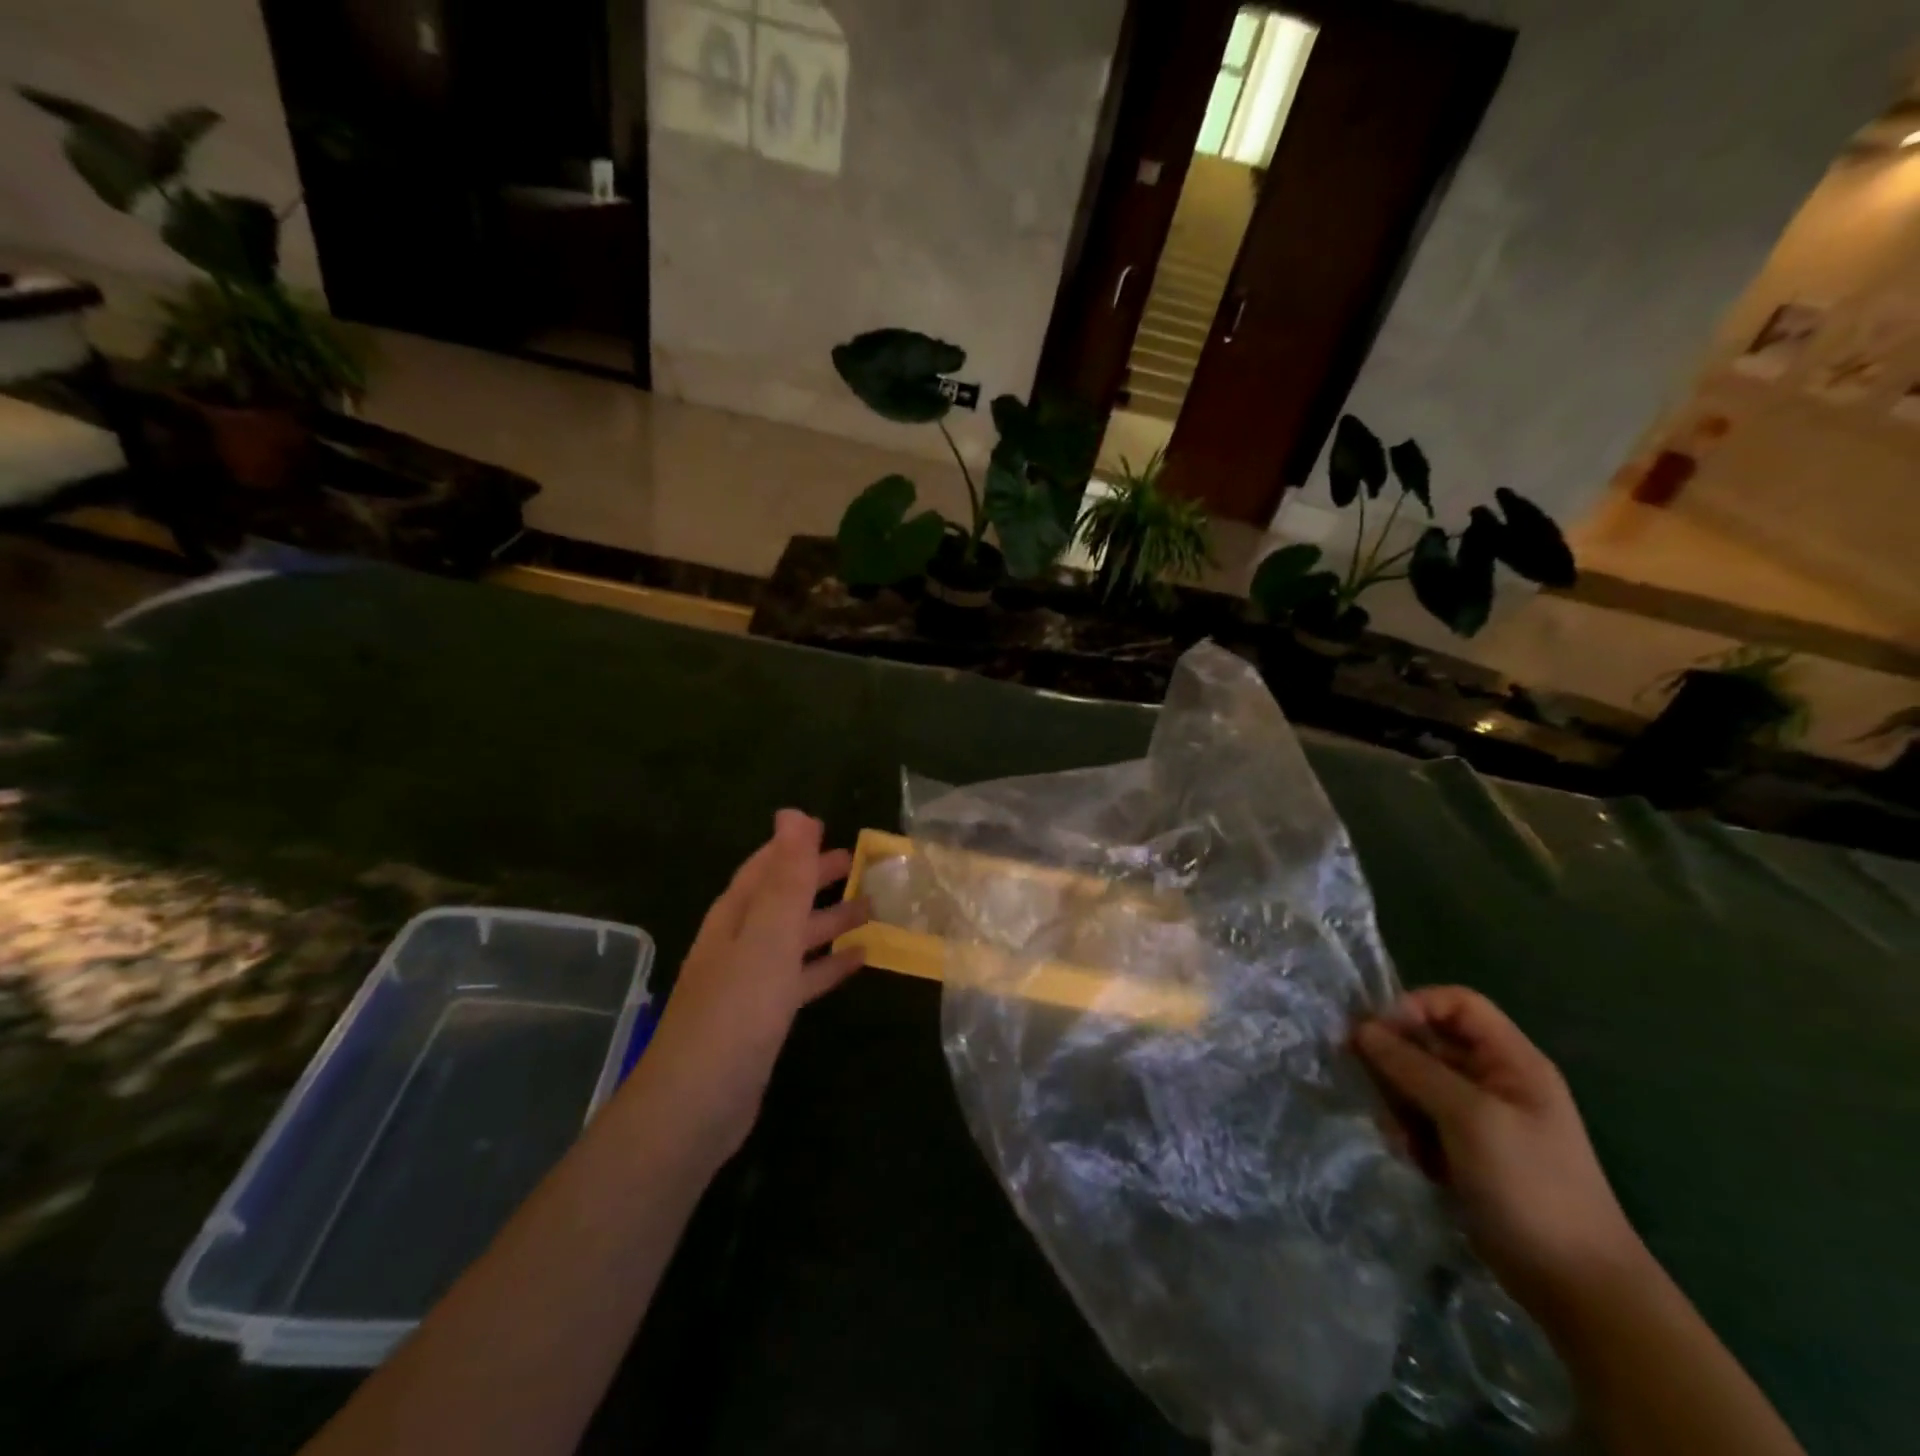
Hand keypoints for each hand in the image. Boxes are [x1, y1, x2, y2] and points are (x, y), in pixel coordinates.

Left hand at [626, 810, 867, 1162]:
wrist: (697, 1105)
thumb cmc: (737, 1010)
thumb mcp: (768, 936)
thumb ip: (786, 877)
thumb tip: (792, 813)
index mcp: (734, 917)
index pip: (765, 868)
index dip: (793, 846)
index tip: (827, 828)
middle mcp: (739, 943)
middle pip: (782, 899)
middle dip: (815, 880)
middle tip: (858, 865)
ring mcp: (750, 982)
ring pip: (794, 939)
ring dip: (828, 921)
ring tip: (871, 910)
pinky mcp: (764, 1018)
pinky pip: (801, 978)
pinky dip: (827, 965)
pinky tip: (859, 961)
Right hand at [1355, 986, 1646, 1314]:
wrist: (1576, 1287)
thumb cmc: (1531, 1187)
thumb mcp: (1470, 1118)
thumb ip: (1413, 1068)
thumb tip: (1361, 1029)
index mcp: (1511, 1061)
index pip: (1456, 1003)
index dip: (1414, 1006)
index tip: (1377, 1033)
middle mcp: (1494, 1080)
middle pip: (1428, 1042)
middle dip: (1395, 1062)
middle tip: (1372, 1087)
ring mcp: (1479, 1117)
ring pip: (1416, 1081)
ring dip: (1397, 1103)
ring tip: (1400, 1137)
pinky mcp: (1464, 1149)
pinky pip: (1420, 1118)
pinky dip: (1408, 1133)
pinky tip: (1414, 1161)